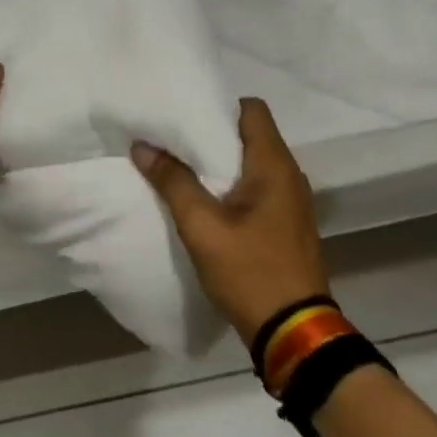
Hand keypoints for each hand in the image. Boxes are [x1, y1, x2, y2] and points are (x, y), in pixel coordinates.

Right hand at [131, 98, 329, 343]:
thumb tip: (143, 146)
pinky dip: (234, 184)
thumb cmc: (249, 271)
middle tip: (173, 138)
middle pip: (251, 134)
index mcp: (274, 165)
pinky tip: (207, 199)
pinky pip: (259, 187)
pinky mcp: (288, 222)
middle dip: (213, 133)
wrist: (294, 331)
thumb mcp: (202, 227)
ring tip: (183, 166)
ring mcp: (292, 200)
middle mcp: (290, 174)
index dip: (219, 106)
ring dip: (221, 162)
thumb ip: (173, 182)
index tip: (185, 114)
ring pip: (254, 162)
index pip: (252, 109)